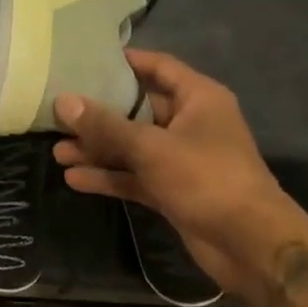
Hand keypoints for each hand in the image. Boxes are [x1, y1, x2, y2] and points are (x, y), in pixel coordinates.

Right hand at [52, 49, 307, 306]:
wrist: (251, 246)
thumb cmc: (207, 178)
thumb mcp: (152, 147)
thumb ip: (105, 125)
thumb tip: (62, 101)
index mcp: (198, 98)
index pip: (157, 67)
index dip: (124, 62)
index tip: (85, 60)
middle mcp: (190, 123)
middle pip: (138, 109)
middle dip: (99, 114)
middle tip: (59, 111)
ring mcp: (181, 159)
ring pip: (133, 146)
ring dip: (99, 149)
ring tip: (57, 150)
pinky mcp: (173, 190)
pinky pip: (135, 176)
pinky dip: (110, 177)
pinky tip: (75, 178)